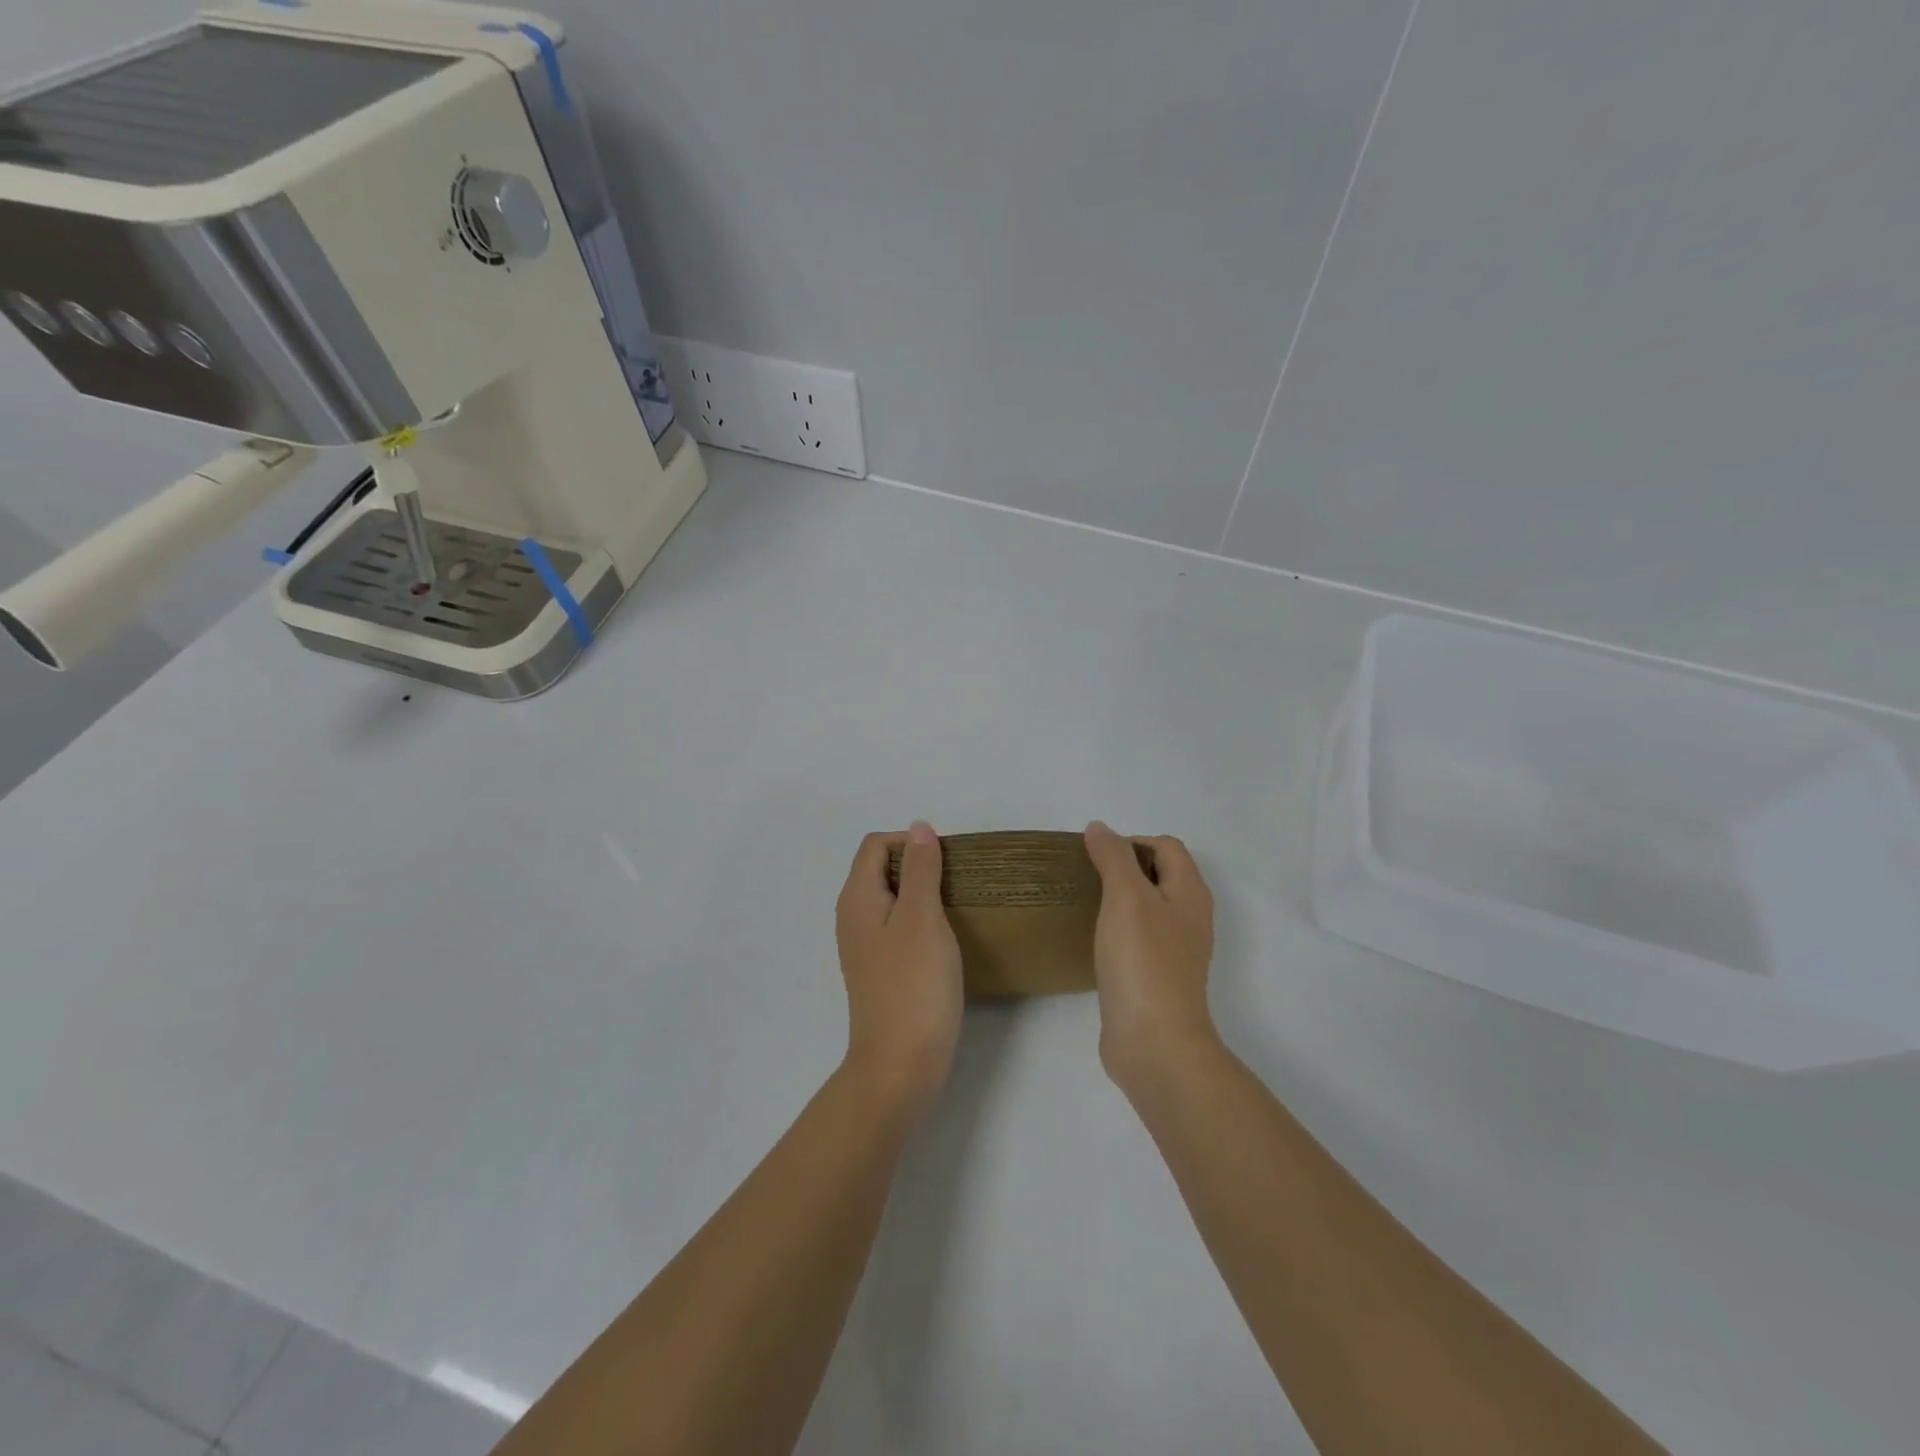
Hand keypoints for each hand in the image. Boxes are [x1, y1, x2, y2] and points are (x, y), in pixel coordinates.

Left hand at [835, 823, 963, 1124]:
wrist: (900, 1065)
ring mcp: (865, 946)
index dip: (910, 841)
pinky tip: (946, 937)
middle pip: (881, 869)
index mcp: (858, 898)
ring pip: (893, 899)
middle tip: (957, 881)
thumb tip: (918, 827)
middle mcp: (854, 917)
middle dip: (919, 865)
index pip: (876, 845)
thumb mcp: (922, 917)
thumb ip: (920, 869)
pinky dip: (921, 920)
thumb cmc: (914, 985)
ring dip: (923, 893)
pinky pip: (898, 927)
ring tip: (957, 905)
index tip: (948, 859)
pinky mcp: (881, 970)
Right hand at [1084, 821, 1218, 1093]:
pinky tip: (1093, 941)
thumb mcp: (1126, 897)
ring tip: (1084, 904)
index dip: (1132, 841)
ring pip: (1147, 908)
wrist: (1154, 1042)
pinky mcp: (1156, 977)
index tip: (1095, 857)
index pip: (1166, 846)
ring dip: (1118, 899)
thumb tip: (1099, 827)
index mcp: (1190, 893)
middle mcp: (1189, 917)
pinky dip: (1117, 930)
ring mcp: (1175, 950)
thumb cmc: (1143, 961)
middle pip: (1159, 875)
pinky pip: (1137, 939)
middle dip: (1123, 868)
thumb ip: (1113, 857)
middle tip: (1085, 876)